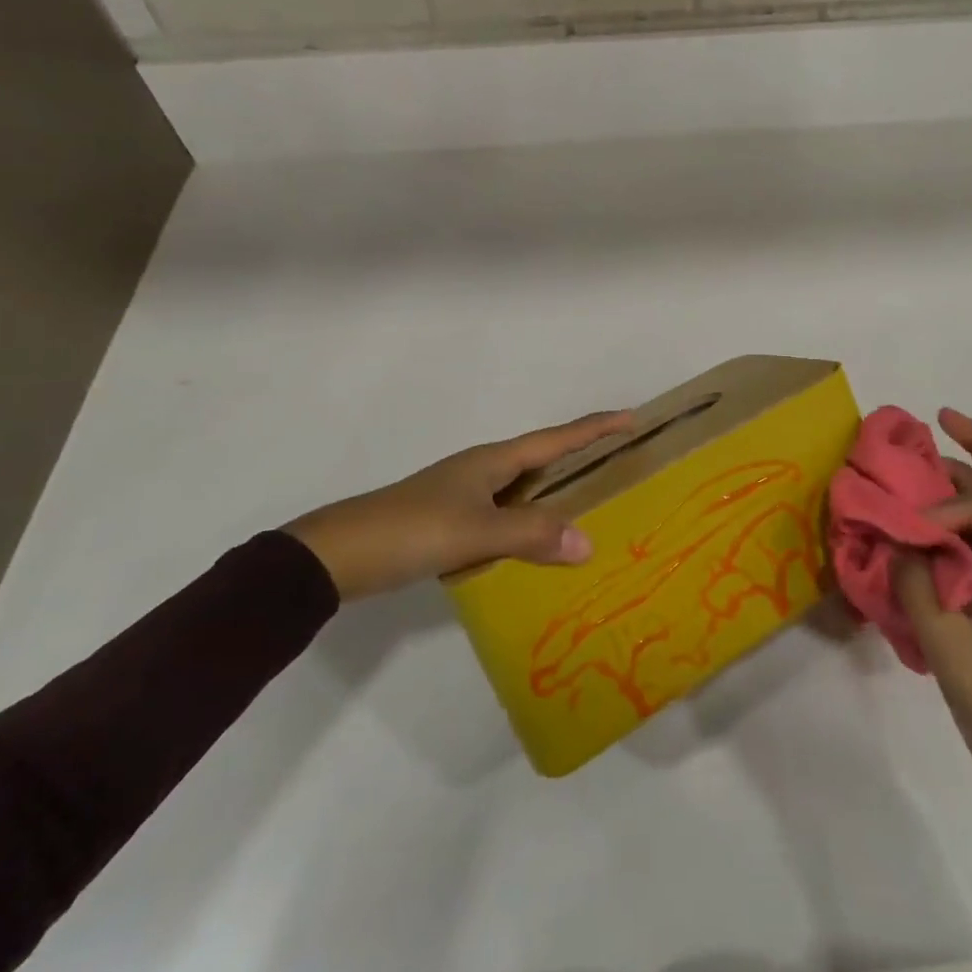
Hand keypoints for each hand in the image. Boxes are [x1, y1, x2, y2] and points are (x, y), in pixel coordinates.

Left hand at [283, 410, 634, 599]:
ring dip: (556, 492)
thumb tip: (588, 542)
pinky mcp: (451, 520)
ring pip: (523, 487)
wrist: (340, 554)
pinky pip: (505, 513)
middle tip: (620, 463)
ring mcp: (465, 494)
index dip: (595, 427)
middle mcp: (483, 469)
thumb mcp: (475, 531)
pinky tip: (538, 544)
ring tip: (591, 505)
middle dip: (582, 457)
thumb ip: (531, 535)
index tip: (631, 416)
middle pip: (543, 457)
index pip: (556, 438)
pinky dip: (530, 522)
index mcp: (493, 460)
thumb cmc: (412, 530)